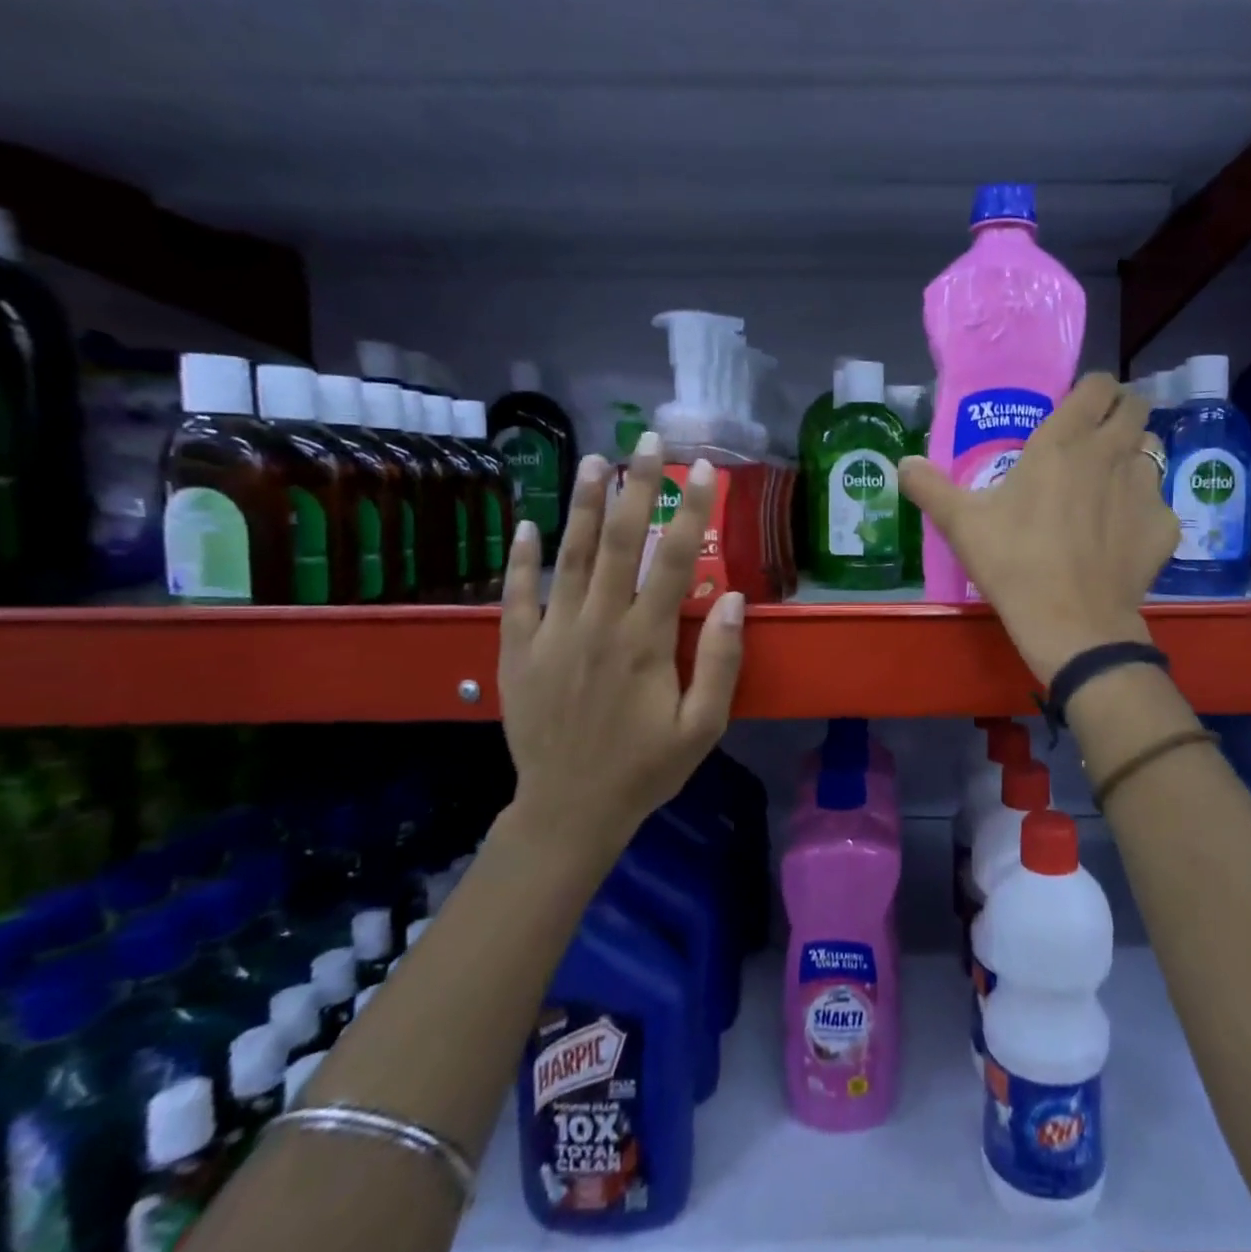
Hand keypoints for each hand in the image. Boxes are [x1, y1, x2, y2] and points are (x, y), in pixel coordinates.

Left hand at [496, 433, 745, 857]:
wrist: (569, 811)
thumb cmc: (646, 768)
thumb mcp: (702, 726)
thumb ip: (720, 662)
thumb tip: (733, 599)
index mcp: (645, 641)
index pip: (674, 561)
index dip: (692, 512)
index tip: (704, 470)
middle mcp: (598, 625)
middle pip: (617, 542)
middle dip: (635, 487)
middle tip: (646, 440)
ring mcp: (551, 635)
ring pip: (567, 557)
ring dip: (580, 504)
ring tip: (592, 459)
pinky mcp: (517, 651)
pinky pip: (517, 596)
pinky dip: (521, 558)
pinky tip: (527, 523)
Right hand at [899, 373, 1176, 682]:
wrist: (1071, 623)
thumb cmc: (1013, 562)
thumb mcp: (961, 523)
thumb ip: (929, 486)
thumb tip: (902, 463)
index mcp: (1064, 441)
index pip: (1097, 386)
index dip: (1091, 390)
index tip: (1077, 407)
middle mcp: (1112, 452)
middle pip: (1135, 407)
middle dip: (1120, 414)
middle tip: (1095, 439)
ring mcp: (1145, 488)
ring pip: (1151, 452)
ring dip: (1133, 458)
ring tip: (1109, 485)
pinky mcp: (1165, 526)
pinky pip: (1158, 503)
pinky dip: (1143, 511)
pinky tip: (1121, 536)